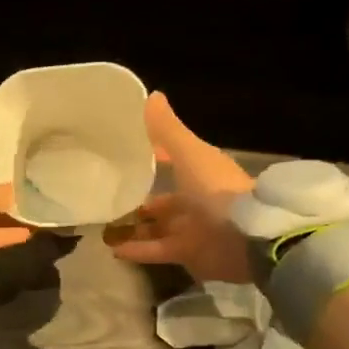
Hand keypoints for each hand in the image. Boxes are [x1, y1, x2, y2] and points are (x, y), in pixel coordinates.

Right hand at [106, 93, 254, 281]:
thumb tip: (151, 95)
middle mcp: (196, 200)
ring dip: (133, 226)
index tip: (123, 154)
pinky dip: (137, 250)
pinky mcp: (188, 253)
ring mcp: (192, 229)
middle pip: (163, 200)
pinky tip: (112, 249)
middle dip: (139, 199)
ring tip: (102, 226)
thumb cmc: (216, 190)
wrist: (246, 237)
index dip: (151, 156)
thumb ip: (168, 130)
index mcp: (200, 172)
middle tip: (107, 197)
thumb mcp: (189, 154)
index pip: (172, 160)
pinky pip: (157, 251)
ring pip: (157, 226)